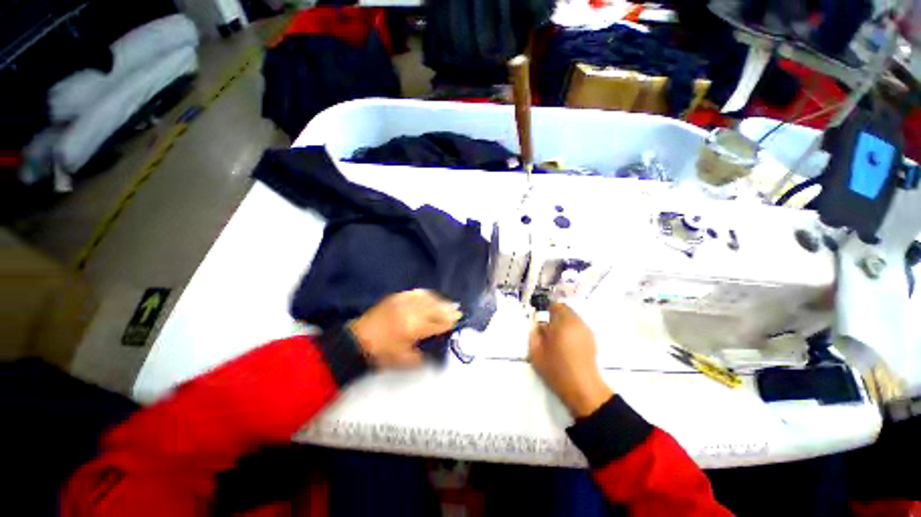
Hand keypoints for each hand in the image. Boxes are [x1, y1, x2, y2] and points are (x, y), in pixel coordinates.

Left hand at [349, 289, 461, 368]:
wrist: (357, 342)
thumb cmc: (383, 354)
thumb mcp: (406, 361)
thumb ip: (426, 356)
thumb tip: (440, 350)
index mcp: (414, 328)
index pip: (438, 322)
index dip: (449, 321)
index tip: (458, 319)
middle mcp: (411, 311)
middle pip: (435, 307)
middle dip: (448, 309)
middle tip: (457, 310)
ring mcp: (403, 301)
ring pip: (427, 298)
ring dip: (439, 300)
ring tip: (446, 303)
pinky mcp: (396, 297)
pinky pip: (416, 293)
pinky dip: (426, 294)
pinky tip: (431, 297)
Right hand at [528, 303, 612, 417]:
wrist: (582, 389)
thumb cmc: (556, 369)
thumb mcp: (536, 351)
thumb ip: (534, 332)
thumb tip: (536, 322)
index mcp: (563, 323)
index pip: (554, 305)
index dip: (545, 309)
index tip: (539, 319)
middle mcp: (577, 323)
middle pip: (564, 310)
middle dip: (554, 316)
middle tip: (545, 329)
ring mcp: (586, 331)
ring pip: (571, 318)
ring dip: (562, 322)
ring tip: (555, 338)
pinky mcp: (591, 339)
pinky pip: (577, 327)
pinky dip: (570, 330)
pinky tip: (565, 344)